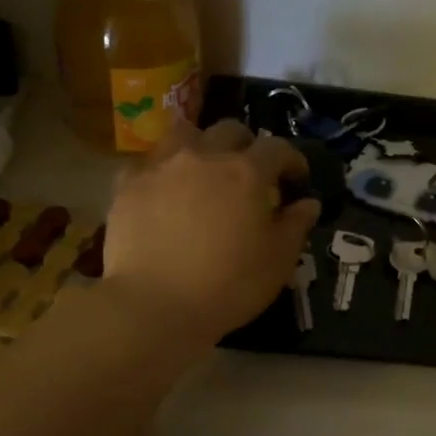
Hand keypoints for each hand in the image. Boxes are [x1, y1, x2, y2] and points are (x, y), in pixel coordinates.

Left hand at [100, 119, 319, 345]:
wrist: (153, 305)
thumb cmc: (227, 286)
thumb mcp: (277, 262)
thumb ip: (295, 226)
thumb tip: (308, 203)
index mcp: (246, 172)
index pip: (278, 148)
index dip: (292, 160)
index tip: (297, 179)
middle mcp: (204, 156)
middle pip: (229, 130)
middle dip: (246, 146)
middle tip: (249, 172)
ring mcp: (161, 166)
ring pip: (184, 133)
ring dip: (201, 144)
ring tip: (203, 168)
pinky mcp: (127, 184)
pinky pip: (148, 162)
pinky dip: (162, 170)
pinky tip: (163, 190)